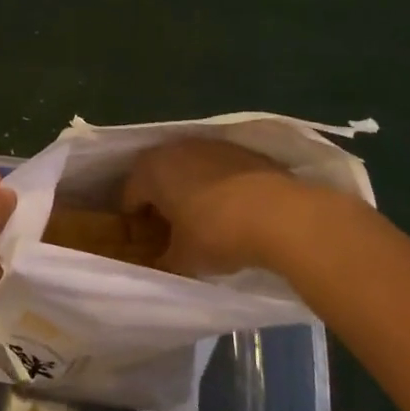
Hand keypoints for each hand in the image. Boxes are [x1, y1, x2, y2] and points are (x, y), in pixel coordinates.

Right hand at [119, 137, 311, 276]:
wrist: (280, 213)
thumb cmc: (217, 233)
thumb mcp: (184, 259)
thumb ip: (164, 262)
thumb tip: (158, 266)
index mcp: (151, 170)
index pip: (129, 196)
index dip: (135, 223)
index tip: (146, 244)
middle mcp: (175, 148)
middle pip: (158, 177)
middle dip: (161, 202)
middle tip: (172, 233)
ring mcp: (211, 145)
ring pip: (189, 169)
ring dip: (191, 190)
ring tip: (204, 222)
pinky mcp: (242, 150)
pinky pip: (219, 169)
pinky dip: (219, 185)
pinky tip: (233, 211)